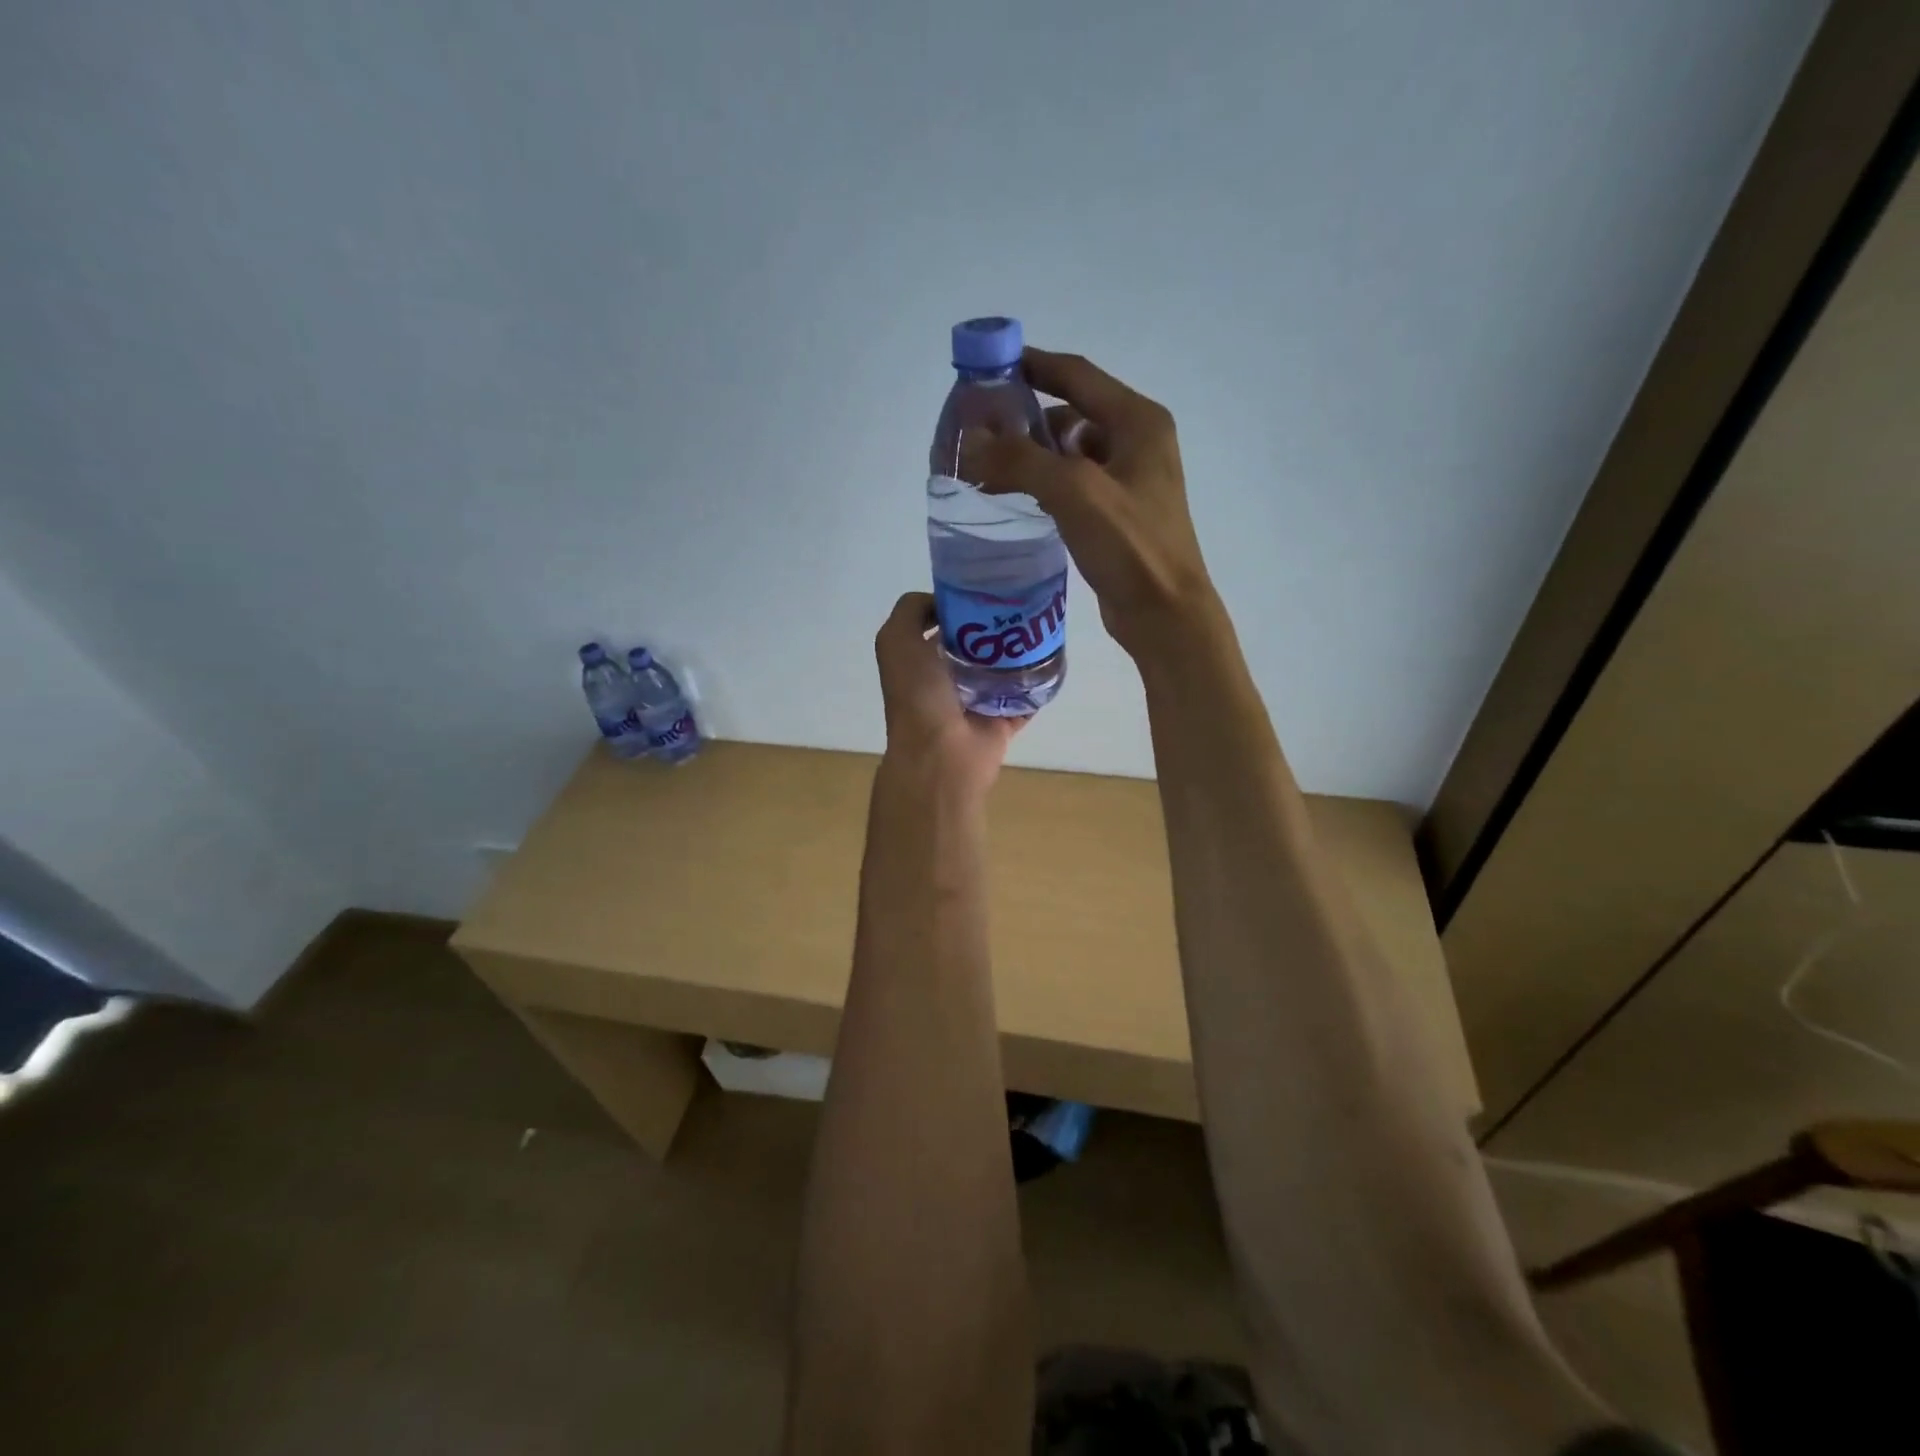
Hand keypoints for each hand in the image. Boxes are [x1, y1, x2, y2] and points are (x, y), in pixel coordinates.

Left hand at [874, 592, 1021, 792]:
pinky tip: (1052, 660)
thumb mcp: (896, 640)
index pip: (943, 624)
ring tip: (1040, 628)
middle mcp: (945, 681)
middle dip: (996, 626)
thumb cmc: (917, 695)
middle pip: (977, 645)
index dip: (961, 605)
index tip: (987, 591)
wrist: (941, 754)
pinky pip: (1024, 699)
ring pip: (1002, 670)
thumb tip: (944, 604)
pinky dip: (1037, 684)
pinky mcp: (1000, 723)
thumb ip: (911, 610)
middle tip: (1021, 607)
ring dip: (1019, 652)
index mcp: (919, 661)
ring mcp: (974, 704)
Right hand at [958, 348, 1215, 659]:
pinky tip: (1017, 496)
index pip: (1077, 375)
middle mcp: (1138, 441)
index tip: (988, 366)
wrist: (1165, 614)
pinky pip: (1074, 483)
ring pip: (1071, 451)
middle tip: (979, 426)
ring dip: (1033, 453)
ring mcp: (1130, 479)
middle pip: (1073, 411)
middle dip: (1026, 416)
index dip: (1032, 365)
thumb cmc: (1130, 546)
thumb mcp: (1075, 493)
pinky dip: (1045, 482)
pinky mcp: (1118, 513)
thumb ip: (1022, 460)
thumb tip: (971, 441)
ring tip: (988, 463)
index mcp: (1138, 421)